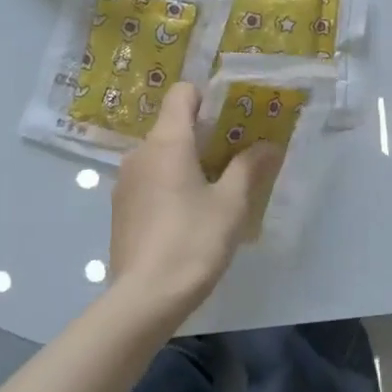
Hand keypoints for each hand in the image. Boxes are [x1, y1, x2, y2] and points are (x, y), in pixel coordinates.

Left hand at [108, 81, 282, 318]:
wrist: (145, 297)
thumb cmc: (193, 241)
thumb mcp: (231, 204)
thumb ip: (249, 168)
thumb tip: (269, 145)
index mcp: (167, 142)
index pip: (182, 94)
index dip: (209, 98)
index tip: (234, 118)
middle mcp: (140, 153)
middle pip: (173, 125)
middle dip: (205, 133)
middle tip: (236, 154)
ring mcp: (126, 181)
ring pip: (161, 155)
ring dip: (188, 161)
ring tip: (217, 186)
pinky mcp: (121, 208)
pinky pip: (150, 179)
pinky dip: (171, 182)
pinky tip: (190, 213)